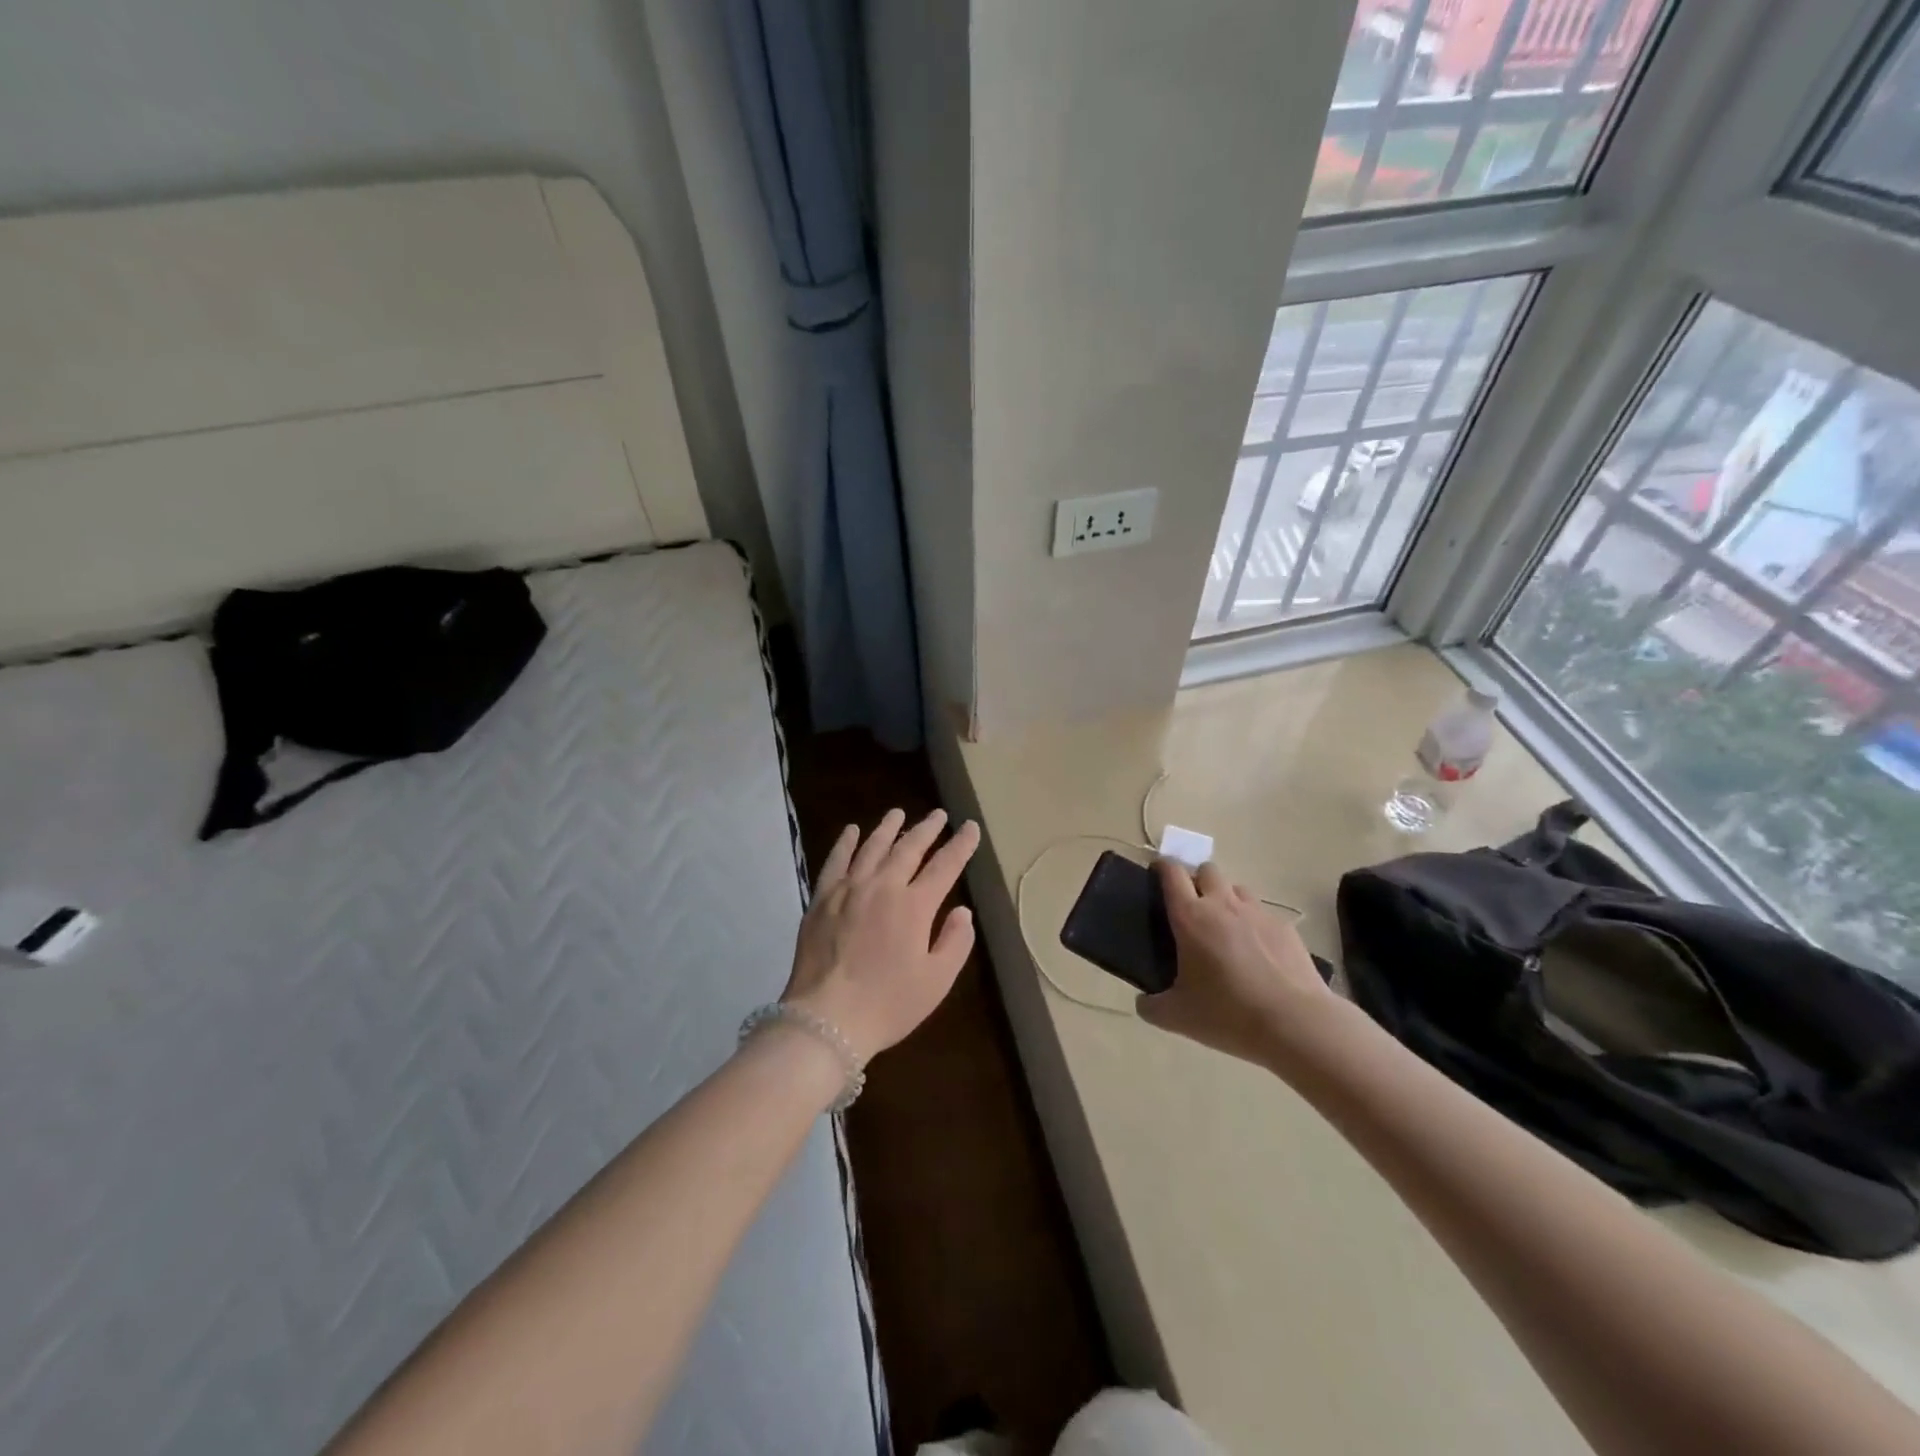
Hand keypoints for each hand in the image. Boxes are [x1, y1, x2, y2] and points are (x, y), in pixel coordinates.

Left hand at [782, 808, 981, 1062]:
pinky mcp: (821, 899)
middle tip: (939, 815)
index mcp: (915, 905)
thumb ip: (955, 942)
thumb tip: (963, 911)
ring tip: (899, 813)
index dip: (960, 846)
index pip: (945, 866)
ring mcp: (848, 889)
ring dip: (888, 828)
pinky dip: (845, 843)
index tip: (971, 827)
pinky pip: (836, 861)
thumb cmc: (888, 1004)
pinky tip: (852, 831)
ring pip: (872, 847)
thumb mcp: (936, 981)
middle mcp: (882, 887)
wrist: (826, 1018)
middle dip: (927, 829)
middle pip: (908, 848)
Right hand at [1138, 859, 1338, 1066]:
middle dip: (1197, 882)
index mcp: (1190, 917)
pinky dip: (1255, 925)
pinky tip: (1258, 955)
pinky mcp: (1286, 928)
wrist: (1295, 1024)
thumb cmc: (1227, 1013)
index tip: (1156, 877)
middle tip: (1193, 911)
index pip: (1172, 873)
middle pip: (1207, 871)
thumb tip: (1143, 1002)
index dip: (1162, 869)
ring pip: (1237, 889)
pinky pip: (1263, 915)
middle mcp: (1222, 904)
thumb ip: (1151, 1006)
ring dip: (1227, 900)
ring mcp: (1258, 913)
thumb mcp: (1176, 1017)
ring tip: (1226, 931)